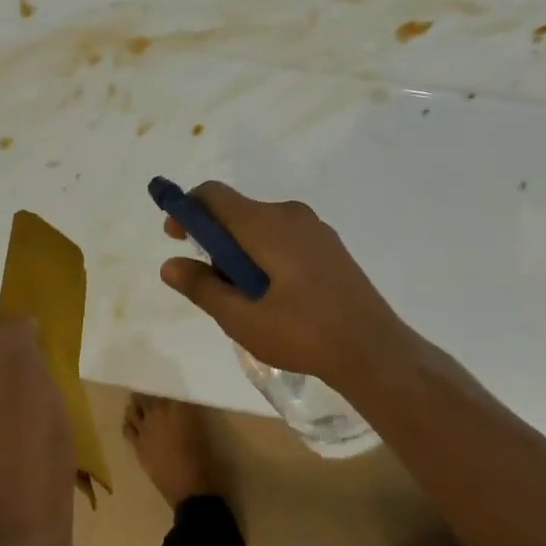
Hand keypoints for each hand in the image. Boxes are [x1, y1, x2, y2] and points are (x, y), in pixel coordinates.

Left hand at [0, 307, 76, 545]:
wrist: (20, 541)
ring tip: (46, 412)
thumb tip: (12, 321)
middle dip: (15, 354)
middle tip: (46, 382)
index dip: (3, 319)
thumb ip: (17, 341)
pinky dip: (14, 412)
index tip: (35, 348)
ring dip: (18, 385)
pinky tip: (37, 438)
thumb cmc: (29, 456)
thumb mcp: (30, 385)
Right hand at [158, 182, 417, 388]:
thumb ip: (202, 288)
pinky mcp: (329, 246)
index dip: (187, 209)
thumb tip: (170, 264)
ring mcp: (315, 228)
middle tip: (210, 282)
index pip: (214, 195)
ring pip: (261, 226)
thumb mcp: (242, 319)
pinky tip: (273, 296)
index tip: (175, 238)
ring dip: (240, 251)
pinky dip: (265, 255)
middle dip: (214, 239)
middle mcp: (290, 214)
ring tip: (243, 298)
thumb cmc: (303, 333)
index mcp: (266, 224)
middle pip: (237, 211)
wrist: (375, 350)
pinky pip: (284, 237)